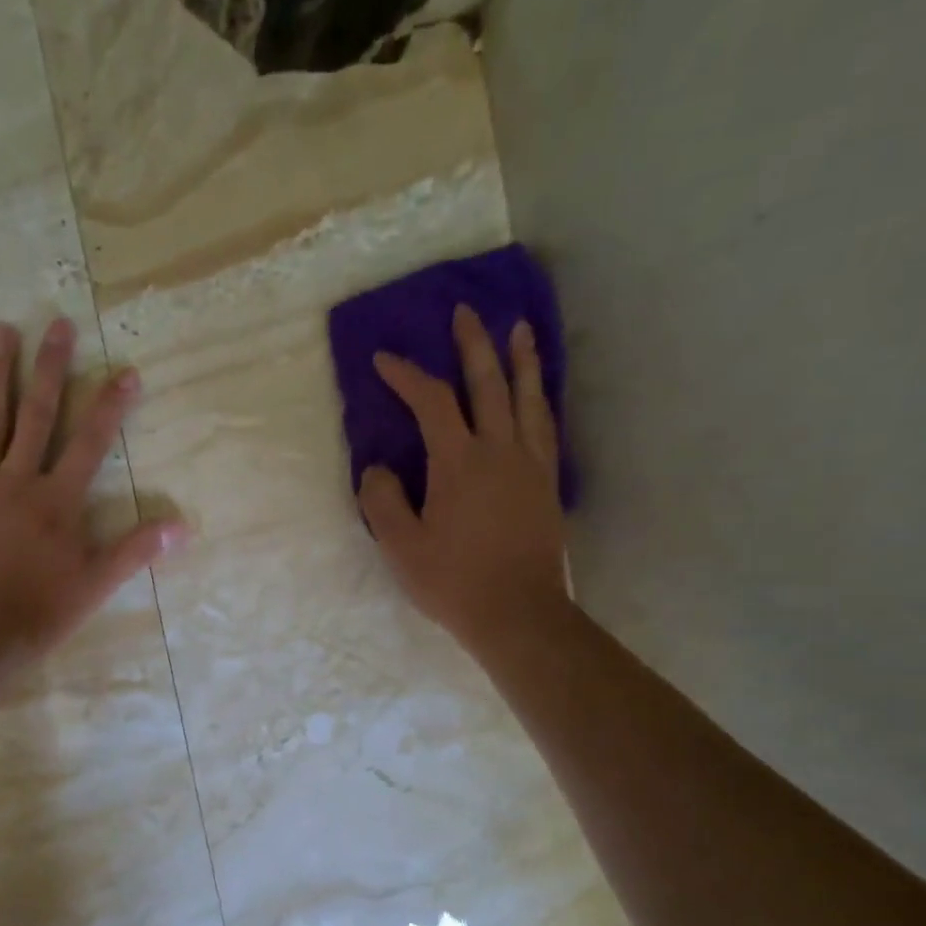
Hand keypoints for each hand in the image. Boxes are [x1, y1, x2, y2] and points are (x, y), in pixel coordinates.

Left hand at [0, 318, 186, 658]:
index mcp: (58, 500)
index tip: (126, 371)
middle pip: (38, 416)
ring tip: (1, 331)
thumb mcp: (96, 584)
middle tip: (57, 323)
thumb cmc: (38, 611)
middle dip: (51, 369)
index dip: (111, 406)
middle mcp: (19, 480)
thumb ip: (136, 550)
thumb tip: (182, 528)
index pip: (92, 443)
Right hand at [359, 306, 568, 651]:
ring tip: (519, 330)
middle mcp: (500, 451)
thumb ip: (383, 502)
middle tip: (466, 312)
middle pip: (489, 384)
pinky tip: (537, 394)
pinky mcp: (547, 484)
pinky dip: (539, 400)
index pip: (433, 403)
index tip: (385, 361)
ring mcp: (530, 465)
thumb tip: (378, 469)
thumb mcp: (401, 547)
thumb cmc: (454, 582)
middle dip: (473, 346)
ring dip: (520, 360)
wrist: (518, 613)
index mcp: (459, 463)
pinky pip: (545, 427)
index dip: (408, 376)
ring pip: (527, 398)